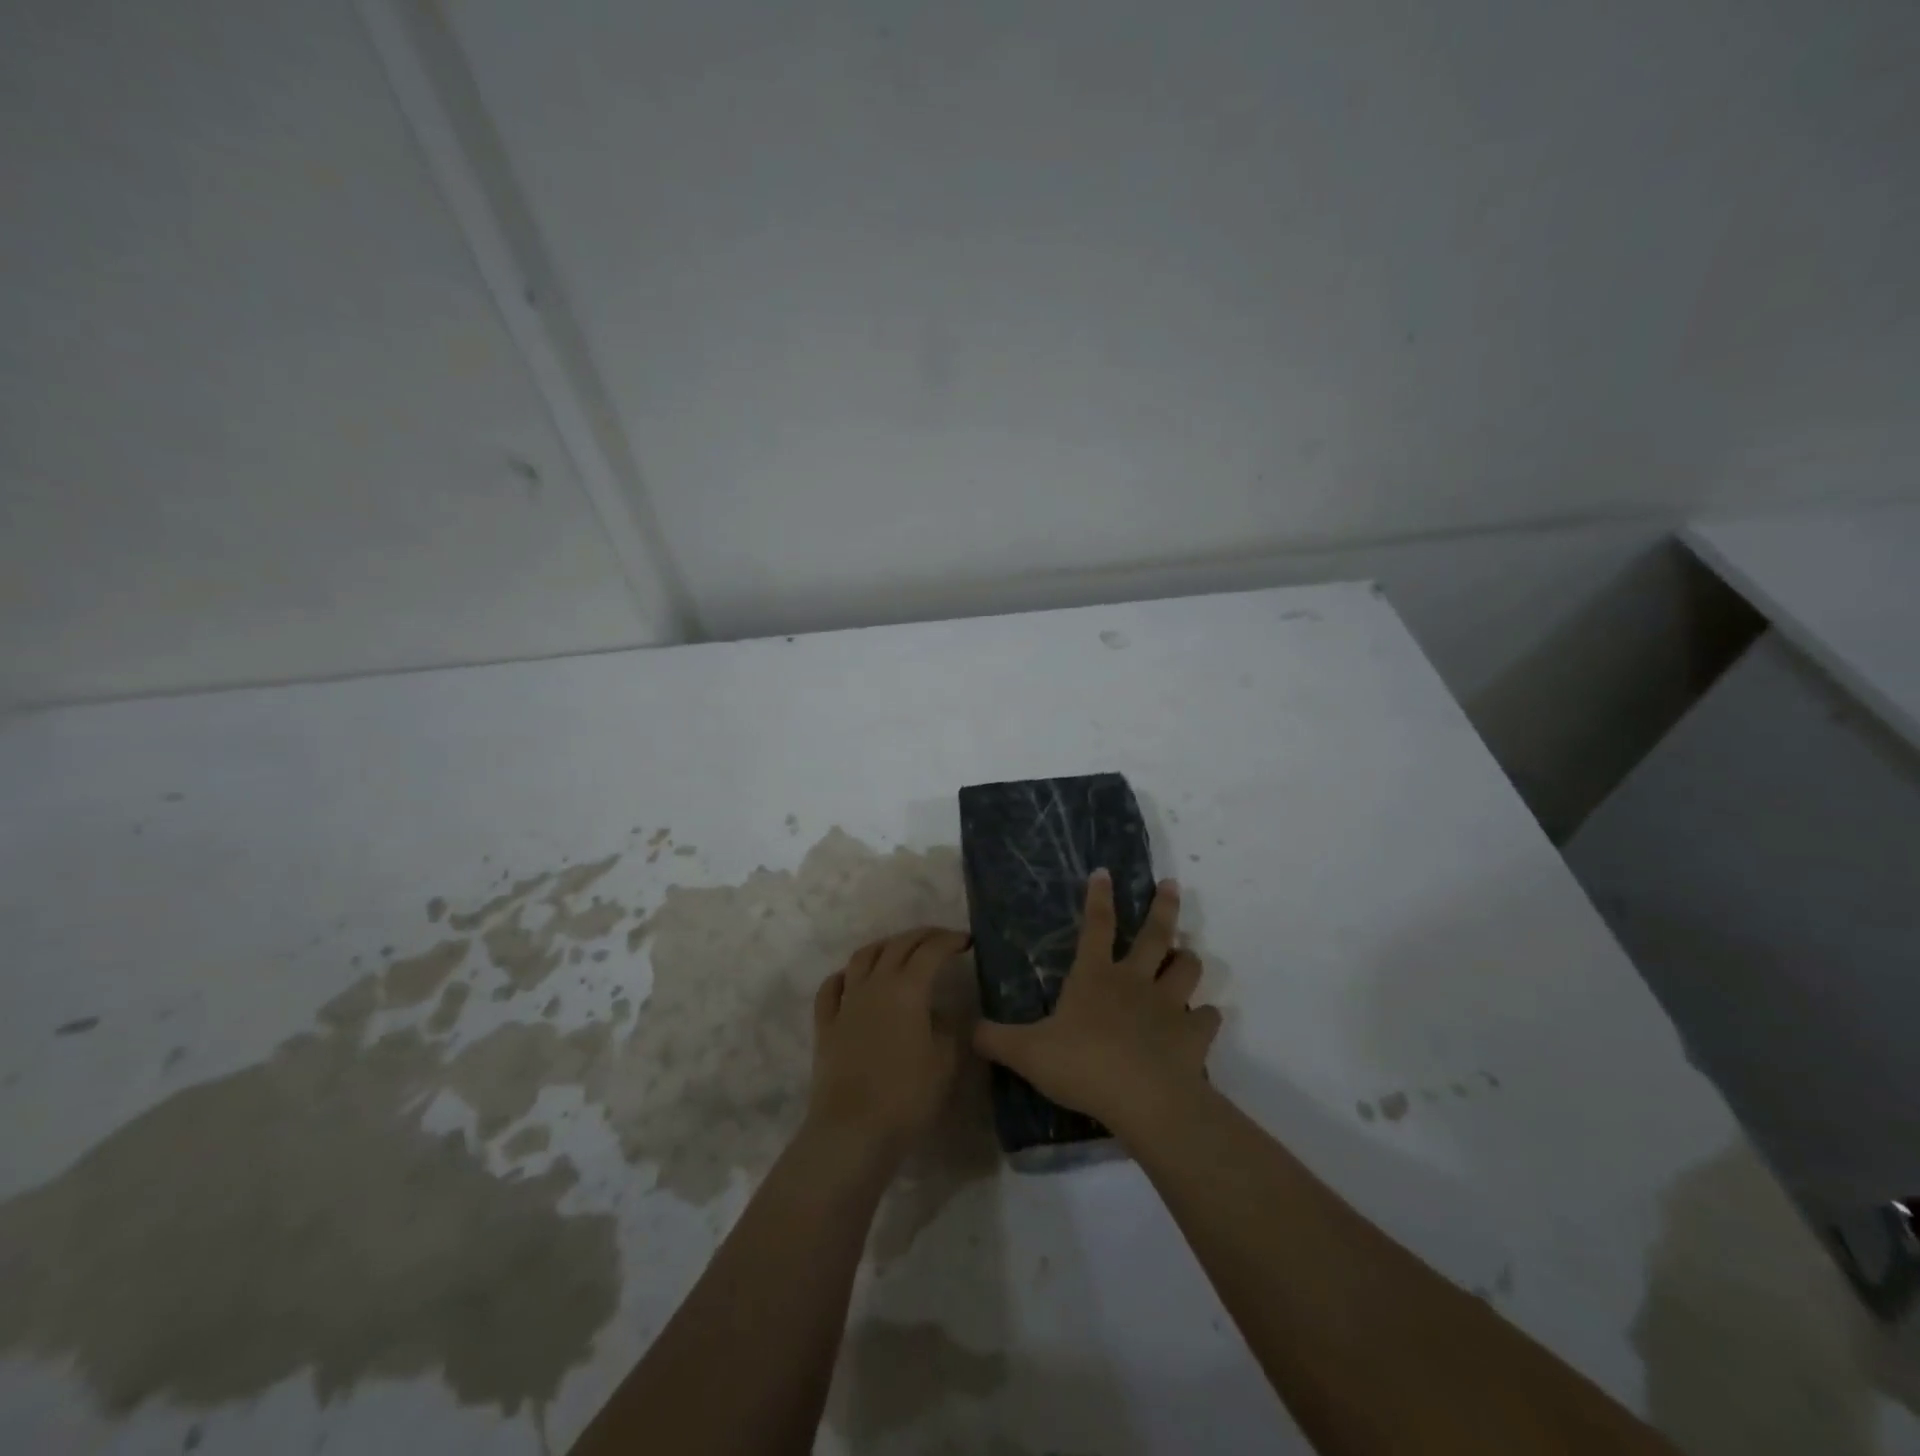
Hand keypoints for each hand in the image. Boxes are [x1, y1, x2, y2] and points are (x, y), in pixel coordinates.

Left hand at [806, 927, 972, 1167]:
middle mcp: (876, 985)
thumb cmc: (907, 1097)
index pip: (931, 951)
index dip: (951, 941)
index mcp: (908, 989)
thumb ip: (948, 1029)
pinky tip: (851, 979)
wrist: (853, 1131)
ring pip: (863, 957)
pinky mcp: (826, 1024)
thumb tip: (940, 1012)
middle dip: (922, 936)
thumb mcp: (945, 1062)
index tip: (967, 941)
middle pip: (898, 945)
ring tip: (898, 949)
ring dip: (884, 946)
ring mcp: (847, 1002)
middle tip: (941, 939)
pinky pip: (831, 988)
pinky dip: (845, 976)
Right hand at [973, 870, 1220, 1139]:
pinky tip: (1204, 1021)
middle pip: (1154, 934)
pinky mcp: (1194, 1035)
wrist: (1143, 1099)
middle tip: (1171, 884)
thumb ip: (996, 1039)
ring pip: (1187, 969)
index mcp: (1095, 976)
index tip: (1105, 871)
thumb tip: (969, 1030)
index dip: (1099, 897)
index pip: (1096, 926)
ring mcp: (1169, 1005)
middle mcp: (1135, 981)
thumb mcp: (1026, 1053)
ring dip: (1187, 959)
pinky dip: (1206, 1018)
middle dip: (1163, 906)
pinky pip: (1207, 1018)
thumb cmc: (1082, 1065)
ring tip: (1187, 955)